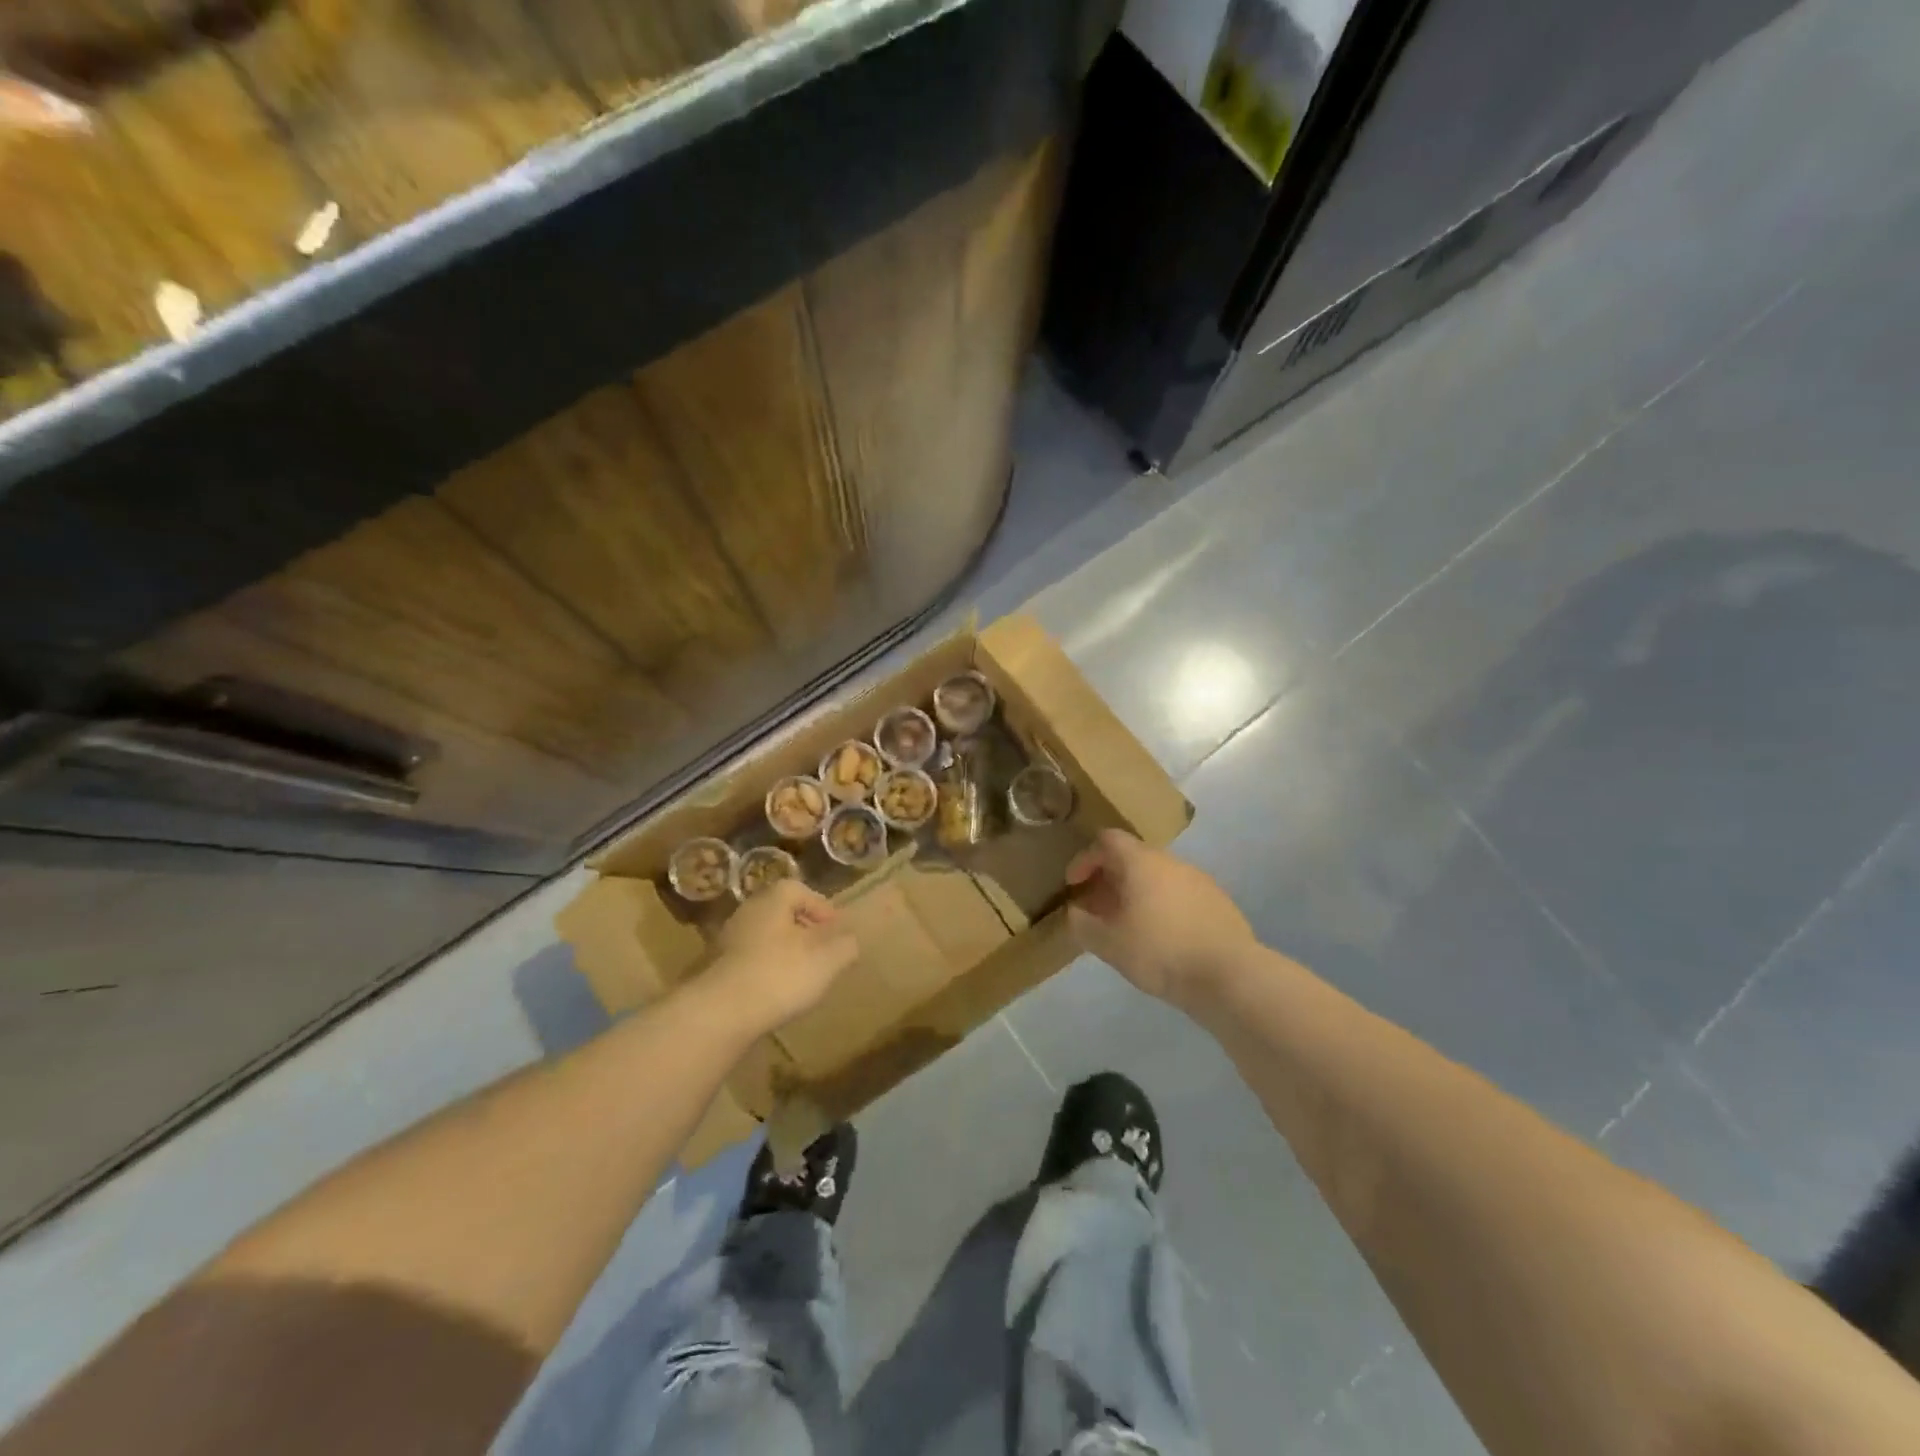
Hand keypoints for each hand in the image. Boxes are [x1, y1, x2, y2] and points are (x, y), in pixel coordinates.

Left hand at [706, 880, 858, 1034]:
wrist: (720, 1013)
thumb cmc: (780, 975)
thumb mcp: (827, 961)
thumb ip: (845, 946)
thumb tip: (851, 941)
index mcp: (773, 900)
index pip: (800, 890)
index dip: (821, 908)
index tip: (836, 931)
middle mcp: (747, 912)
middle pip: (781, 913)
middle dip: (803, 930)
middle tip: (821, 952)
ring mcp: (727, 940)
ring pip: (765, 938)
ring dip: (784, 952)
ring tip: (802, 976)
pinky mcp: (715, 969)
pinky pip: (750, 961)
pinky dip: (766, 970)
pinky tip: (776, 993)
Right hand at [1065, 830, 1254, 1006]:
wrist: (1230, 975)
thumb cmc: (1161, 952)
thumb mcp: (1110, 945)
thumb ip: (1084, 926)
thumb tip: (1075, 913)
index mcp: (1141, 862)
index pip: (1107, 840)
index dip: (1085, 859)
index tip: (1074, 886)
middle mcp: (1171, 862)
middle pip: (1133, 857)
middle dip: (1110, 879)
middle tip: (1097, 908)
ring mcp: (1199, 880)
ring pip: (1158, 876)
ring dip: (1137, 893)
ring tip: (1127, 925)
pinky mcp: (1218, 902)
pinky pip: (1180, 894)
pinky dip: (1162, 906)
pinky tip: (1161, 937)